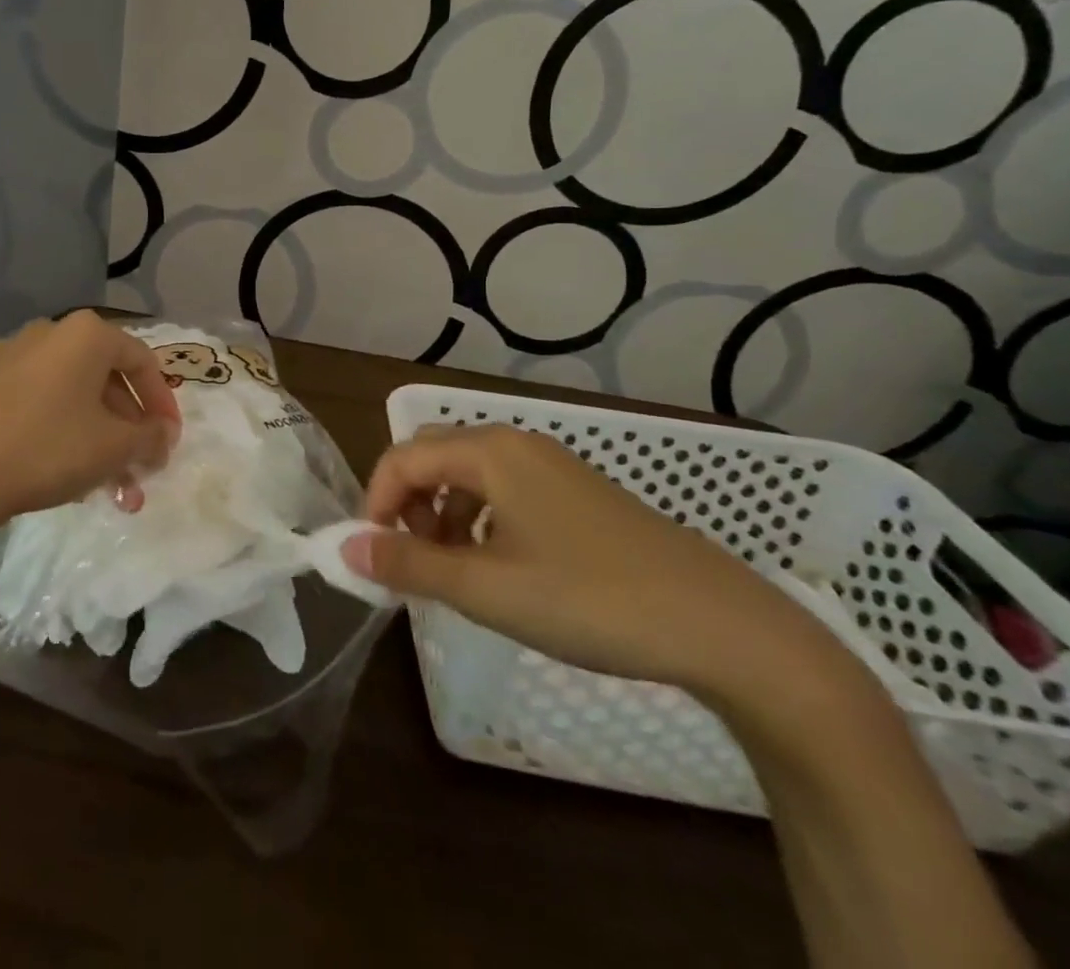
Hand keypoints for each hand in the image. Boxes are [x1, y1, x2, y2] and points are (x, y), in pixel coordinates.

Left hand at [0, 312, 181, 554]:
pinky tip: (51, 471)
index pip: (141, 361)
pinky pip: (27, 403)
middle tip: (135, 472)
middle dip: (125, 430)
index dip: (162, 403)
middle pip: (101, 379)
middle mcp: (45, 333)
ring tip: (99, 486)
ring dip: (91, 437)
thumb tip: (162, 435)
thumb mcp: (113, 448)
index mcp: (85, 335)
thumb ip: (149, 437)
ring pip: (64, 395)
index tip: (168, 441)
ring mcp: (2, 356)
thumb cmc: (45, 449)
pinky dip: (50, 430)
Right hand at [342, 425, 850, 705]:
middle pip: (434, 456)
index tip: (373, 557)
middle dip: (409, 504)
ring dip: (444, 515)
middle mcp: (518, 443)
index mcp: (490, 451)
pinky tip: (502, 569)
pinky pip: (506, 491)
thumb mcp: (486, 589)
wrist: (722, 627)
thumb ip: (409, 563)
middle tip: (412, 560)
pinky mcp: (579, 494)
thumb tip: (346, 548)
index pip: (402, 458)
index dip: (376, 503)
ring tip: (455, 572)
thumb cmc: (590, 600)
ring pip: (470, 474)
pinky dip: (482, 521)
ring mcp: (553, 466)